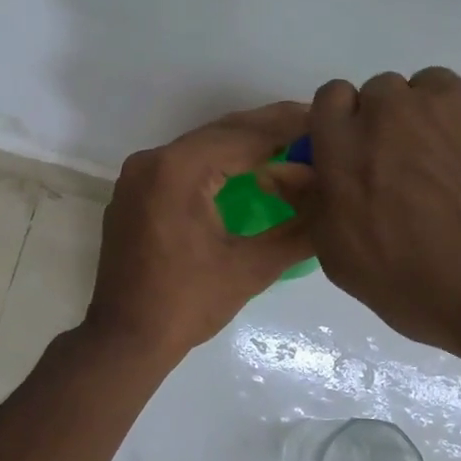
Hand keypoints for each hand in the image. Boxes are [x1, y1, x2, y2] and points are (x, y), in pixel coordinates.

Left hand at [85, 103, 313, 363]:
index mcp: (178, 170)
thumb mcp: (252, 268)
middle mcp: (152, 161)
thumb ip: (299, 229)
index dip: (289, 128)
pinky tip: (246, 170)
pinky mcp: (133, 193)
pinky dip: (216, 163)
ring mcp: (137, 176)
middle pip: (220, 133)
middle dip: (268, 129)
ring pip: (200, 147)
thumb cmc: (188, 305)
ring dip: (243, 145)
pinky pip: (181, 165)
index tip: (325, 121)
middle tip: (314, 126)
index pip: (244, 136)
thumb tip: (335, 201)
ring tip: (289, 145)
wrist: (125, 339)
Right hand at [262, 70, 460, 361]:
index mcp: (346, 148)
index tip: (360, 155)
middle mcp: (393, 111)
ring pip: (432, 89)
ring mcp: (453, 102)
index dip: (344, 124)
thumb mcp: (344, 259)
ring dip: (435, 117)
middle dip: (389, 122)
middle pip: (382, 91)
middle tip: (412, 171)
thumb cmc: (420, 287)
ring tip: (458, 168)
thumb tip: (275, 169)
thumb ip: (309, 203)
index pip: (331, 98)